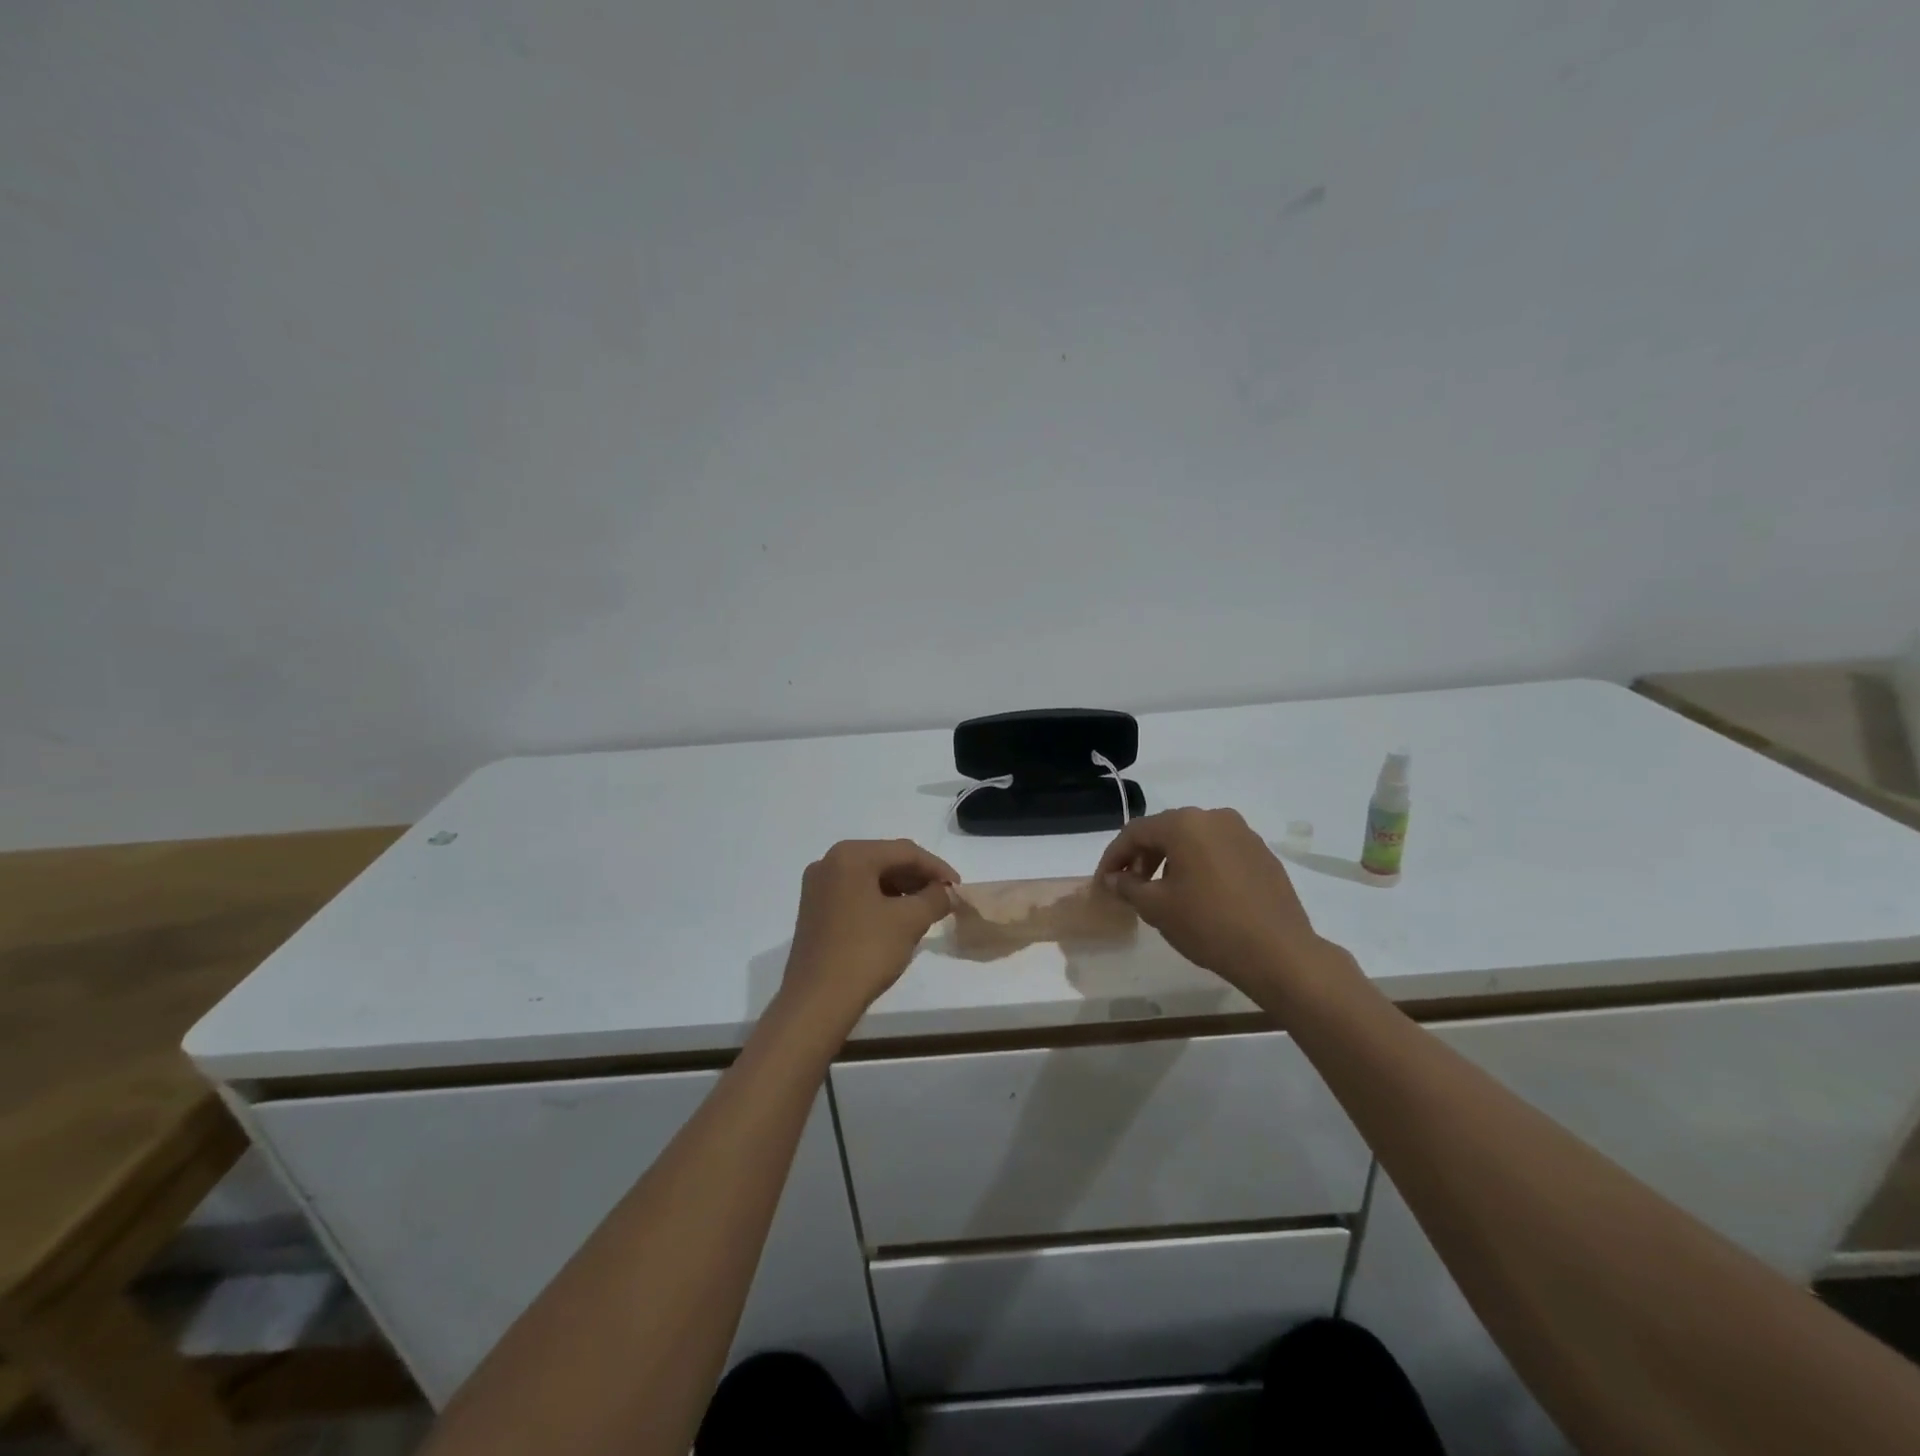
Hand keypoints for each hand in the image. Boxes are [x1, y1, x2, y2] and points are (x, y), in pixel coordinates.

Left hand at [779, 839, 958, 1033]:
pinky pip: (855, 894)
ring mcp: (817, 887)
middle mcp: (829, 862)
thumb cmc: (865, 952)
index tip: (958, 888)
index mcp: (850, 856)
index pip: (905, 851)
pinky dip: (880, 902)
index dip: (936, 868)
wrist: (817, 1002)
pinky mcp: (814, 911)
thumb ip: (935, 898)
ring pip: (870, 878)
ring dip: (900, 891)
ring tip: (924, 911)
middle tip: (943, 899)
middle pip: (885, 860)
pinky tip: (897, 921)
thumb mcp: (910, 921)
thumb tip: (947, 892)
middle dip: (917, 878)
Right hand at [1096, 807, 1345, 1004]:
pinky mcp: (1262, 854)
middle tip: (1130, 886)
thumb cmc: (1208, 925)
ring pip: (1194, 840)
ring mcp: (1243, 834)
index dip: (1114, 856)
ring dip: (1170, 860)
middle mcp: (1214, 818)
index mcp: (1185, 823)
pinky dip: (1199, 865)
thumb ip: (1129, 887)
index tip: (1104, 882)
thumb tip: (1114, 879)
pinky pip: (1218, 851)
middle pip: (1166, 831)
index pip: (1135, 832)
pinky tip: (1198, 894)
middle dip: (1142, 857)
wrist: (1279, 953)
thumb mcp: (1157, 908)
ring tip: (1162, 892)